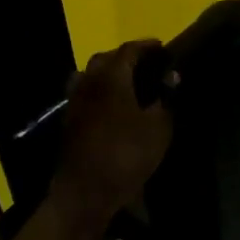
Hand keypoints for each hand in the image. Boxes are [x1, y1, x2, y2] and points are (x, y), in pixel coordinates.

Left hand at [49, 40, 174, 224]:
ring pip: (89, 74)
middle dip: (125, 57)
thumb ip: (166, 99)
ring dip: (107, 72)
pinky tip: (111, 104)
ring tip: (126, 82)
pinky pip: (84, 93)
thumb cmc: (126, 156)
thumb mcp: (158, 128)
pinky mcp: (68, 121)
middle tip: (145, 64)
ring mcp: (75, 101)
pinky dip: (98, 90)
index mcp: (112, 78)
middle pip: (105, 58)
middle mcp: (89, 82)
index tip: (161, 47)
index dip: (146, 46)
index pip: (128, 50)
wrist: (84, 192)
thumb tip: (171, 76)